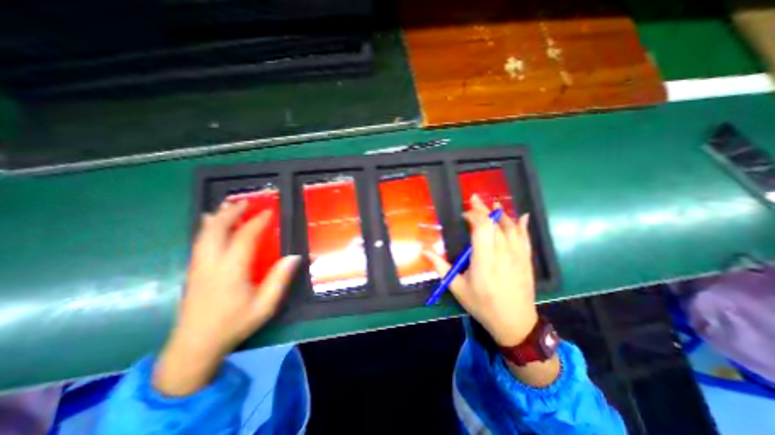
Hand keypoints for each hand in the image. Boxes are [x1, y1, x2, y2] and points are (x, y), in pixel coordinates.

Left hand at [152, 202, 300, 396]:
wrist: (194, 346)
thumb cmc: (234, 324)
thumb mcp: (265, 305)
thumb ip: (279, 280)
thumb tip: (294, 257)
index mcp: (231, 271)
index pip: (244, 238)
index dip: (257, 222)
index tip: (269, 211)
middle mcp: (211, 264)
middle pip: (217, 230)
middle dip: (231, 213)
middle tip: (246, 202)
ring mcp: (198, 266)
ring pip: (204, 234)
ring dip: (218, 217)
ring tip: (229, 205)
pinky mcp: (194, 271)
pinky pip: (199, 241)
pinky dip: (207, 227)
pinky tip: (210, 223)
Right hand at [424, 193, 540, 345]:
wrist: (515, 324)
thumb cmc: (482, 305)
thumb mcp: (457, 288)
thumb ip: (440, 267)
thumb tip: (424, 251)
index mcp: (483, 260)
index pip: (481, 228)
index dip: (473, 216)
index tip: (464, 214)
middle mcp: (502, 254)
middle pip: (494, 223)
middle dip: (483, 209)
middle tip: (474, 199)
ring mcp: (517, 256)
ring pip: (511, 227)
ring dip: (500, 214)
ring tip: (492, 205)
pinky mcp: (527, 260)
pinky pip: (526, 238)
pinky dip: (522, 225)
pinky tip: (521, 216)